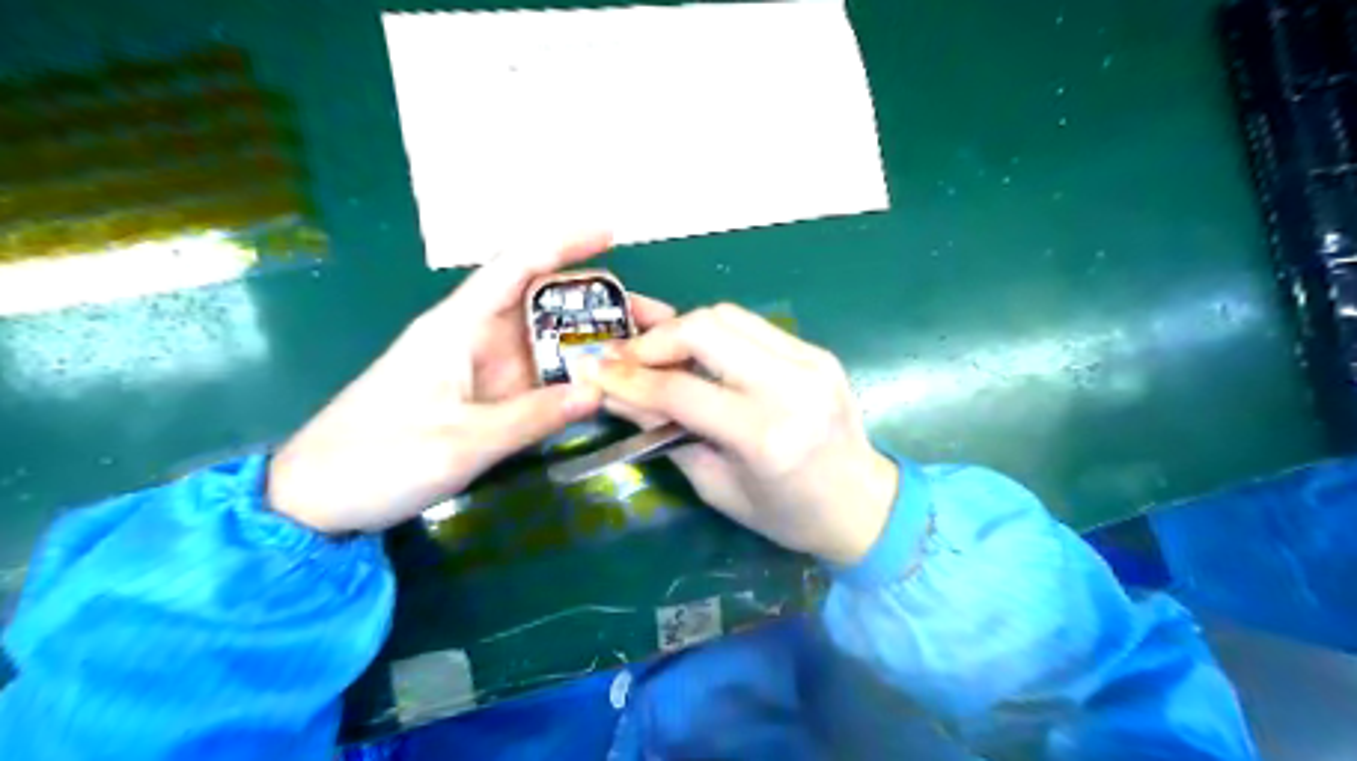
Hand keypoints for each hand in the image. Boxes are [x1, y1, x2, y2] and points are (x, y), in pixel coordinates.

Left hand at [270, 230, 679, 533]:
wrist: (317, 501)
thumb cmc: (375, 460)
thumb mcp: (458, 442)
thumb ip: (532, 416)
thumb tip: (602, 389)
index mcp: (457, 327)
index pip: (515, 266)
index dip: (562, 242)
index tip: (610, 232)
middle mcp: (475, 338)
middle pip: (546, 306)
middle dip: (602, 305)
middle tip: (658, 319)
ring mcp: (483, 371)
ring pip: (548, 344)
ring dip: (596, 344)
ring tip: (649, 352)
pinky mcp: (486, 399)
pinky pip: (541, 379)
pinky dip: (576, 379)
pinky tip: (611, 386)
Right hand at [579, 303, 899, 564]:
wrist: (863, 504)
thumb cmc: (787, 514)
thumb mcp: (717, 485)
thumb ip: (667, 434)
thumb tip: (618, 393)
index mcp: (765, 435)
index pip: (680, 391)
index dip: (628, 378)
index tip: (590, 369)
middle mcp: (790, 386)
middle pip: (705, 330)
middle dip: (654, 339)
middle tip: (625, 357)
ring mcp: (810, 361)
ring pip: (727, 315)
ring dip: (682, 328)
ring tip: (655, 352)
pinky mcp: (816, 351)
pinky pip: (750, 325)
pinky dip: (714, 333)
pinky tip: (696, 352)